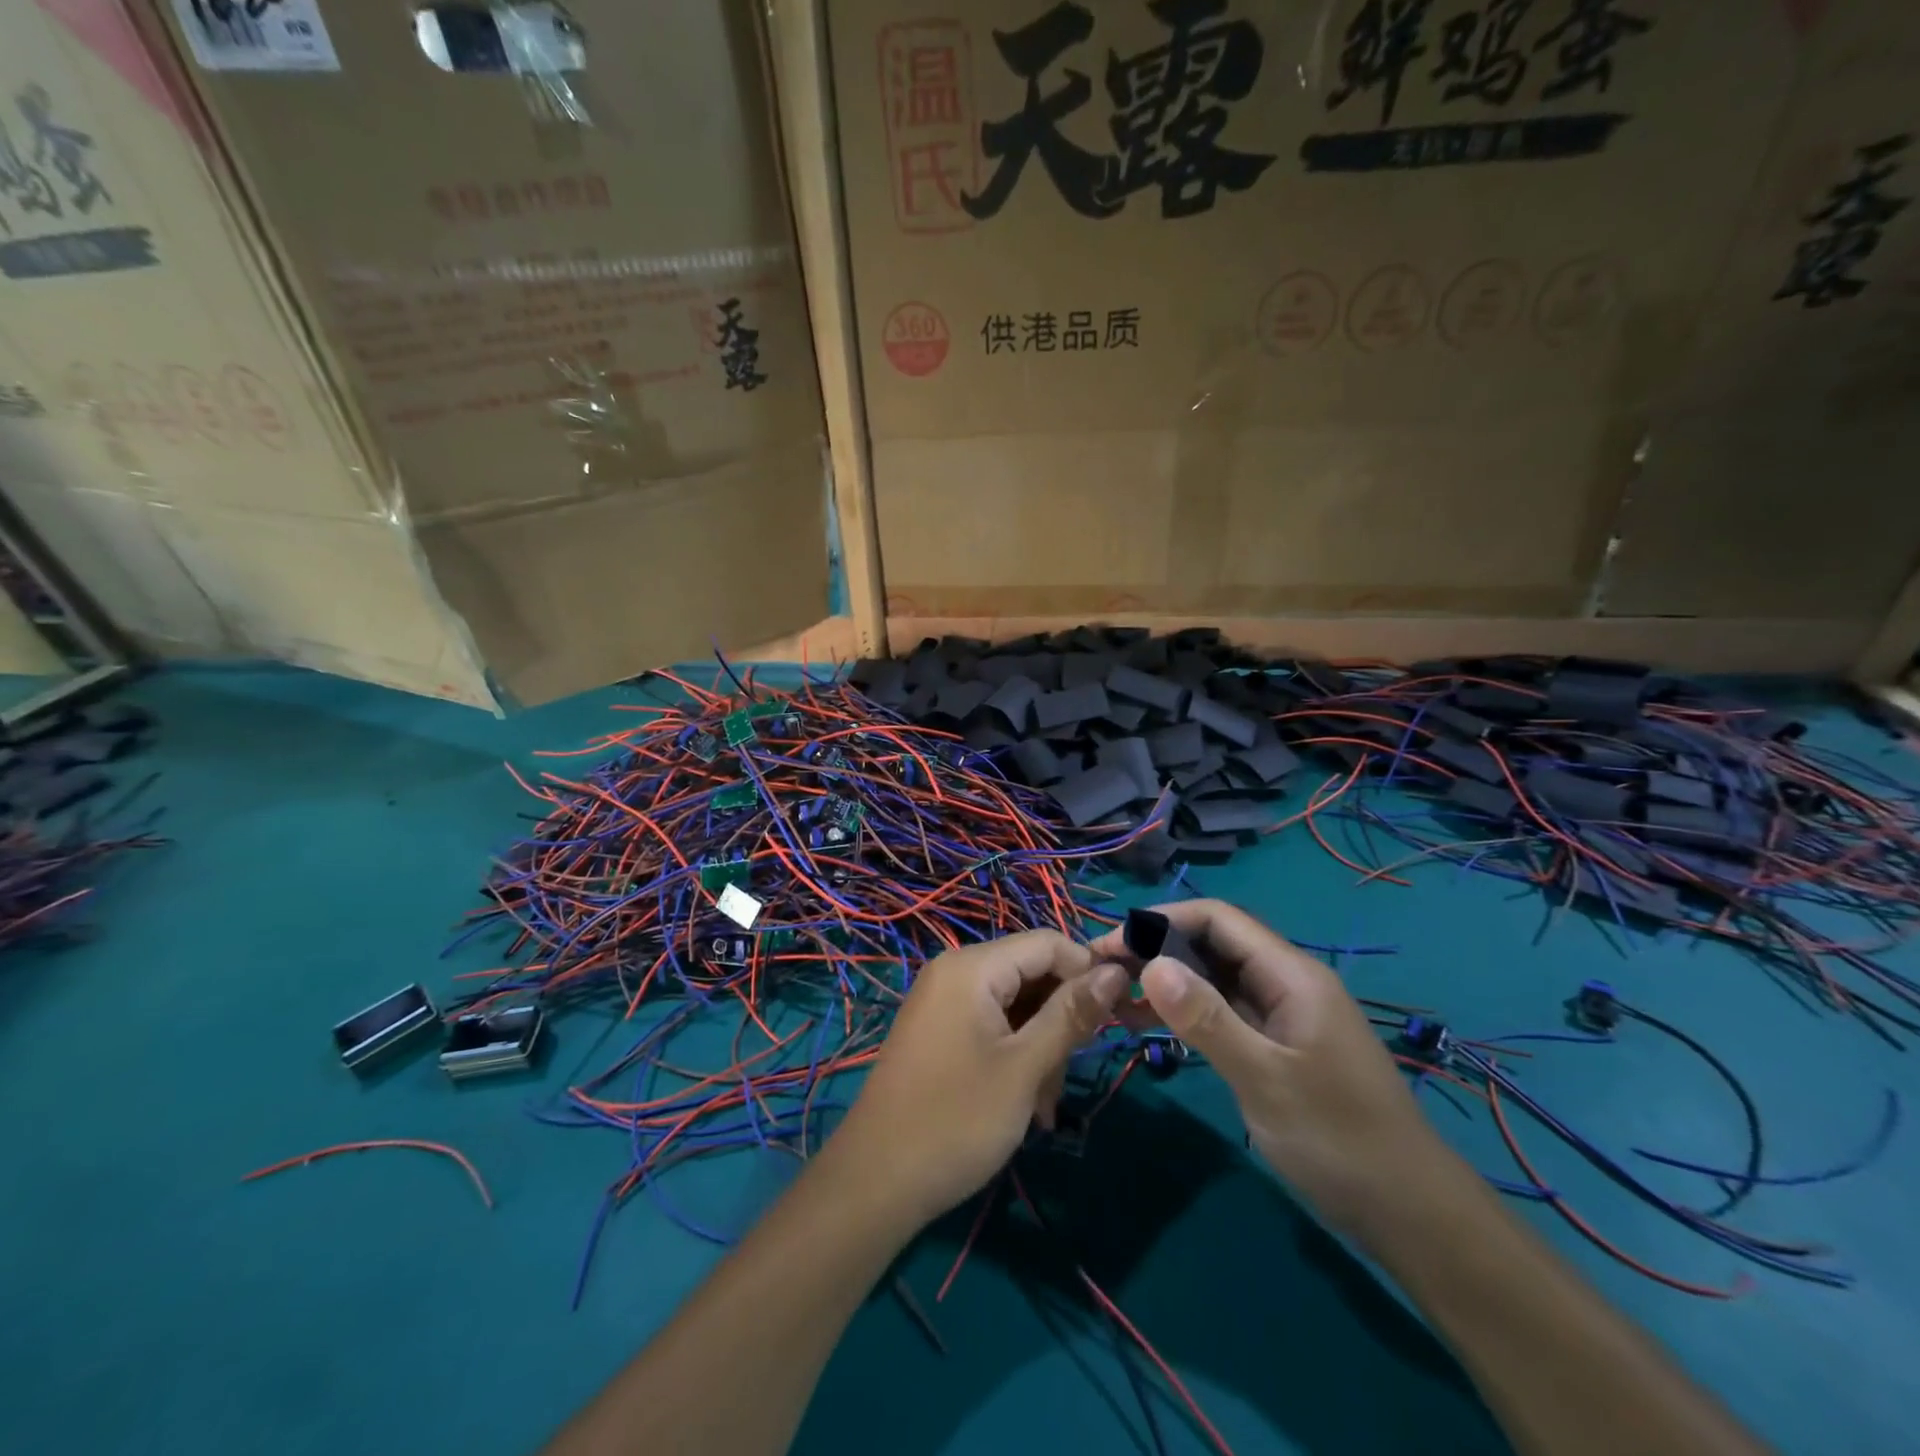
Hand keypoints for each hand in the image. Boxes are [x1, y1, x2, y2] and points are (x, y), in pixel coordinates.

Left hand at [830, 930, 1128, 1227]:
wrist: (875, 1182)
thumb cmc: (955, 1120)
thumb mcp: (1025, 1068)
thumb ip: (1072, 1015)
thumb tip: (1116, 971)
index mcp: (971, 967)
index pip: (1047, 943)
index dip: (1087, 972)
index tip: (1117, 1017)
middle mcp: (955, 973)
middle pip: (1031, 973)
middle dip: (1060, 1019)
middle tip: (1067, 1075)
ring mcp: (943, 1003)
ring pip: (1015, 1005)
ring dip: (1041, 1047)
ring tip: (1042, 1105)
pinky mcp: (939, 1032)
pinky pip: (992, 1025)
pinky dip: (1015, 1055)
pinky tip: (1025, 1104)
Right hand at [1090, 899, 1450, 1240]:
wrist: (1410, 1214)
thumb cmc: (1340, 1140)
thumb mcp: (1265, 1079)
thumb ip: (1207, 1020)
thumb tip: (1150, 964)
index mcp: (1291, 974)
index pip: (1217, 919)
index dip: (1161, 921)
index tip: (1111, 945)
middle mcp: (1285, 982)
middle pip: (1212, 944)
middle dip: (1156, 950)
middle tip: (1102, 974)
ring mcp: (1281, 1015)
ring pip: (1213, 979)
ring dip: (1166, 982)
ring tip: (1113, 998)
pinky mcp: (1275, 1045)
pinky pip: (1222, 1012)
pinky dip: (1185, 1013)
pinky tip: (1148, 1025)